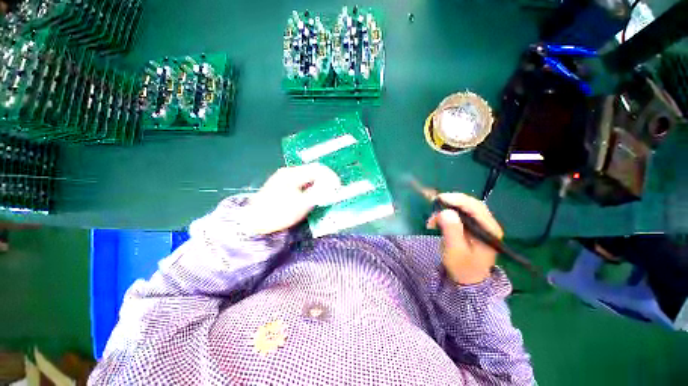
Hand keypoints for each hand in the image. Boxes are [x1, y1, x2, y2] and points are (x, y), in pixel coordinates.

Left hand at [245, 164, 340, 234]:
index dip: (330, 176)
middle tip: (333, 190)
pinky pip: (301, 182)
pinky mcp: (281, 185)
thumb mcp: (301, 204)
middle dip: (325, 179)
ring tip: (325, 193)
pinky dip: (310, 187)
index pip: (317, 169)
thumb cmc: (278, 213)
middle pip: (312, 171)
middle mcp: (288, 172)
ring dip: (318, 183)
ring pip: (307, 177)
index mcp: (293, 174)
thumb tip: (331, 185)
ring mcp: (284, 178)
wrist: (253, 222)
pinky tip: (312, 195)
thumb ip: (318, 192)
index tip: (338, 186)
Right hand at [427, 193, 503, 284]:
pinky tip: (437, 220)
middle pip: (471, 204)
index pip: (476, 208)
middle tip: (434, 205)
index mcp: (489, 230)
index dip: (458, 200)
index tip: (440, 198)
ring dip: (447, 209)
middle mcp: (488, 224)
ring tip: (433, 219)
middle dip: (451, 202)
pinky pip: (459, 213)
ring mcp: (480, 224)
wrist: (468, 279)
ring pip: (464, 207)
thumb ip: (452, 231)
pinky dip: (446, 213)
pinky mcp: (471, 225)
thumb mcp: (455, 251)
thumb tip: (445, 212)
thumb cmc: (462, 267)